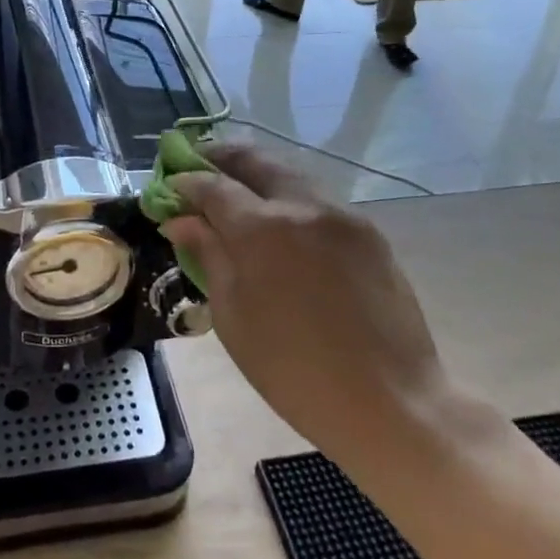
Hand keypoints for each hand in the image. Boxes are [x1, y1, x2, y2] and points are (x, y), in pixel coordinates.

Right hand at [162, 143, 443, 464]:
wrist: (390, 402)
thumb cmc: (295, 372)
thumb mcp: (233, 318)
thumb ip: (208, 256)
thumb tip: (181, 220)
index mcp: (262, 230)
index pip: (213, 186)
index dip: (186, 181)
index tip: (169, 186)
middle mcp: (302, 205)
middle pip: (254, 160)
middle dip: (221, 156)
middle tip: (199, 162)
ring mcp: (341, 213)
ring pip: (289, 173)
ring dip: (257, 171)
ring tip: (236, 184)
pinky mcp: (367, 230)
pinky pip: (318, 198)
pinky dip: (289, 194)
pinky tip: (280, 215)